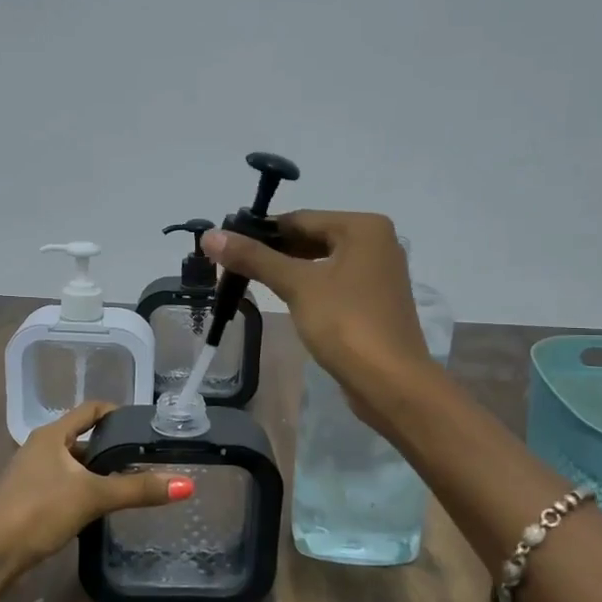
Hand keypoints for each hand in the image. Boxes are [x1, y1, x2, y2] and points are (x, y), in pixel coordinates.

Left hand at [0, 401, 189, 601]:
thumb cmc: (36, 512)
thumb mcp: (91, 497)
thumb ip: (138, 489)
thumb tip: (187, 484)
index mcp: (52, 434)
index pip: (92, 410)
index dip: (119, 413)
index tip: (148, 427)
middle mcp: (41, 448)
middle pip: (85, 439)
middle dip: (115, 449)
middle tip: (149, 460)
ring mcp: (33, 475)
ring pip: (76, 466)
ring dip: (101, 473)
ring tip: (134, 485)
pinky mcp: (29, 501)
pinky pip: (66, 486)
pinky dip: (86, 491)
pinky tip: (102, 509)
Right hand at [204, 211, 432, 430]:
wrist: (391, 383)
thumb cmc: (346, 324)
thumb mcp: (297, 286)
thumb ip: (255, 258)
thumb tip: (210, 236)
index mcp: (364, 227)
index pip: (300, 219)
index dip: (260, 232)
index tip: (225, 245)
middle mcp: (376, 242)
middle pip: (312, 238)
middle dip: (273, 253)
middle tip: (232, 267)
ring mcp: (378, 274)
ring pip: (321, 263)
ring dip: (288, 271)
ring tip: (249, 282)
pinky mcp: (374, 302)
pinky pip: (333, 284)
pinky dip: (308, 288)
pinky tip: (284, 300)